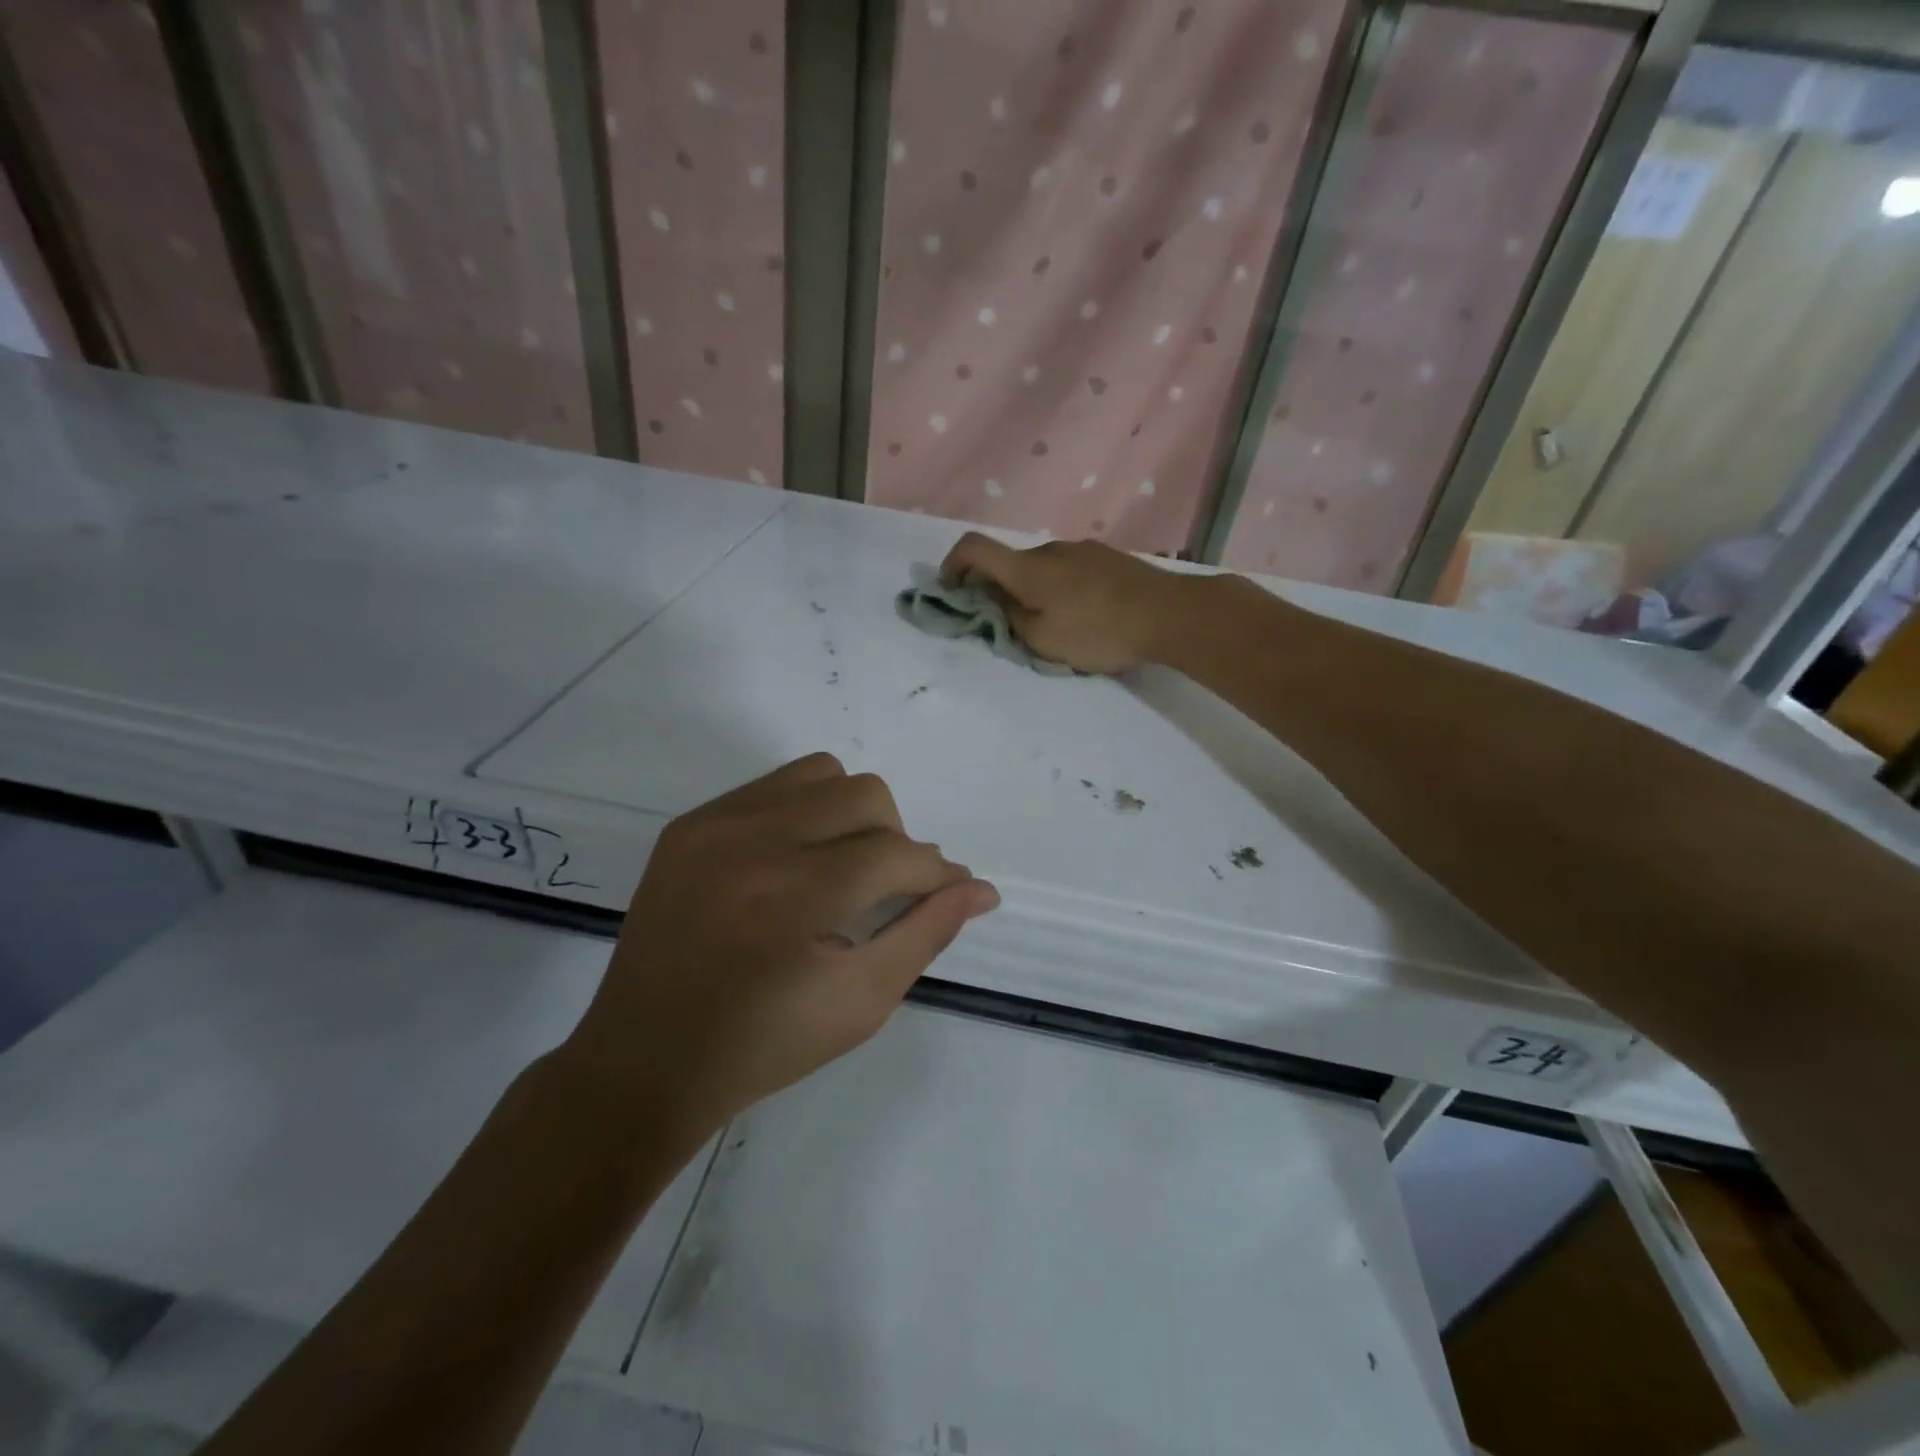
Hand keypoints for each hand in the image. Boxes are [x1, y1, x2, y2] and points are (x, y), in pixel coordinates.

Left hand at [565, 754, 998, 1138]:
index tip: (951, 892)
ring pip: (821, 774)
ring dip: (852, 813)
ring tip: (842, 867)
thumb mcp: (861, 1002)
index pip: (897, 854)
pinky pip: (772, 786)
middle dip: (897, 840)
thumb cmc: (764, 1046)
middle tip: (888, 890)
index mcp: (796, 896)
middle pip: (865, 795)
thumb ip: (926, 934)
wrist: (645, 1060)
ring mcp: (714, 825)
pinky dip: (804, 811)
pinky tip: (796, 861)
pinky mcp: (689, 825)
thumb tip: (980, 888)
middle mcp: (753, 841)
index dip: (936, 874)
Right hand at [940, 533, 1195, 673]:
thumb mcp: (1044, 640)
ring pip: (1043, 568)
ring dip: (1035, 591)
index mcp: (1027, 569)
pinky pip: (1071, 570)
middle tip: (1010, 624)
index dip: (953, 565)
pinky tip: (1087, 614)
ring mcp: (1082, 549)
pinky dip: (1062, 588)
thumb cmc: (1098, 631)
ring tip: (1057, 625)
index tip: (952, 590)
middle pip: (1010, 563)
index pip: (973, 547)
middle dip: (999, 589)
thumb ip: (1011, 620)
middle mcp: (1050, 550)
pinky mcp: (1108, 557)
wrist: (1169, 613)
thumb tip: (997, 602)